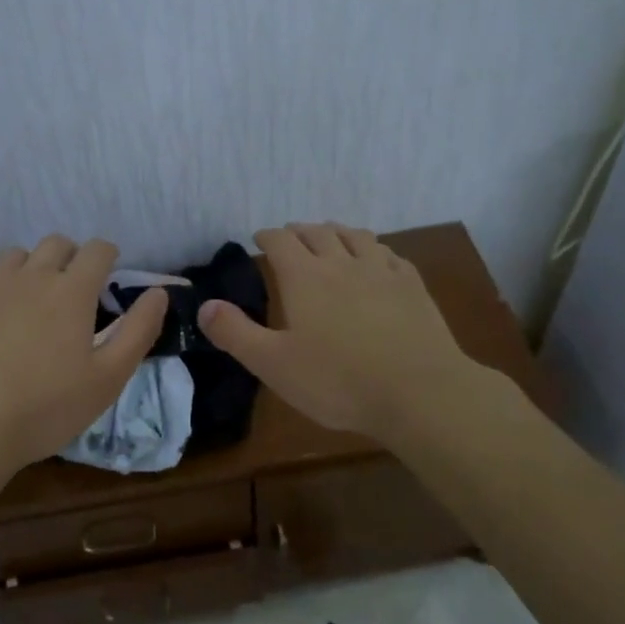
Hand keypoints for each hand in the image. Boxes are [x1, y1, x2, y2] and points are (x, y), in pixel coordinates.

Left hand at [0, 235, 167, 472]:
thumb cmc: (46, 407)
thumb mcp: (108, 378)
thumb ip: (138, 331)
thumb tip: (159, 292)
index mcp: (73, 291)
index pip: (98, 250)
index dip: (107, 256)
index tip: (107, 274)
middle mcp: (34, 274)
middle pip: (57, 243)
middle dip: (70, 257)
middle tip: (70, 290)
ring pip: (16, 254)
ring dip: (30, 267)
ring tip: (28, 300)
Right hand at [199, 222, 497, 441]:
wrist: (419, 393)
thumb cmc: (338, 381)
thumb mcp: (273, 364)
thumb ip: (235, 333)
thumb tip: (204, 305)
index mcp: (305, 278)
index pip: (281, 241)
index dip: (268, 236)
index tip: (260, 238)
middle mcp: (341, 263)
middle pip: (318, 231)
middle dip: (299, 230)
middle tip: (291, 237)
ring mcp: (381, 271)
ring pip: (355, 236)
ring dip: (337, 232)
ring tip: (331, 237)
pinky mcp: (412, 286)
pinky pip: (389, 255)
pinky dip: (374, 250)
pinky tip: (376, 261)